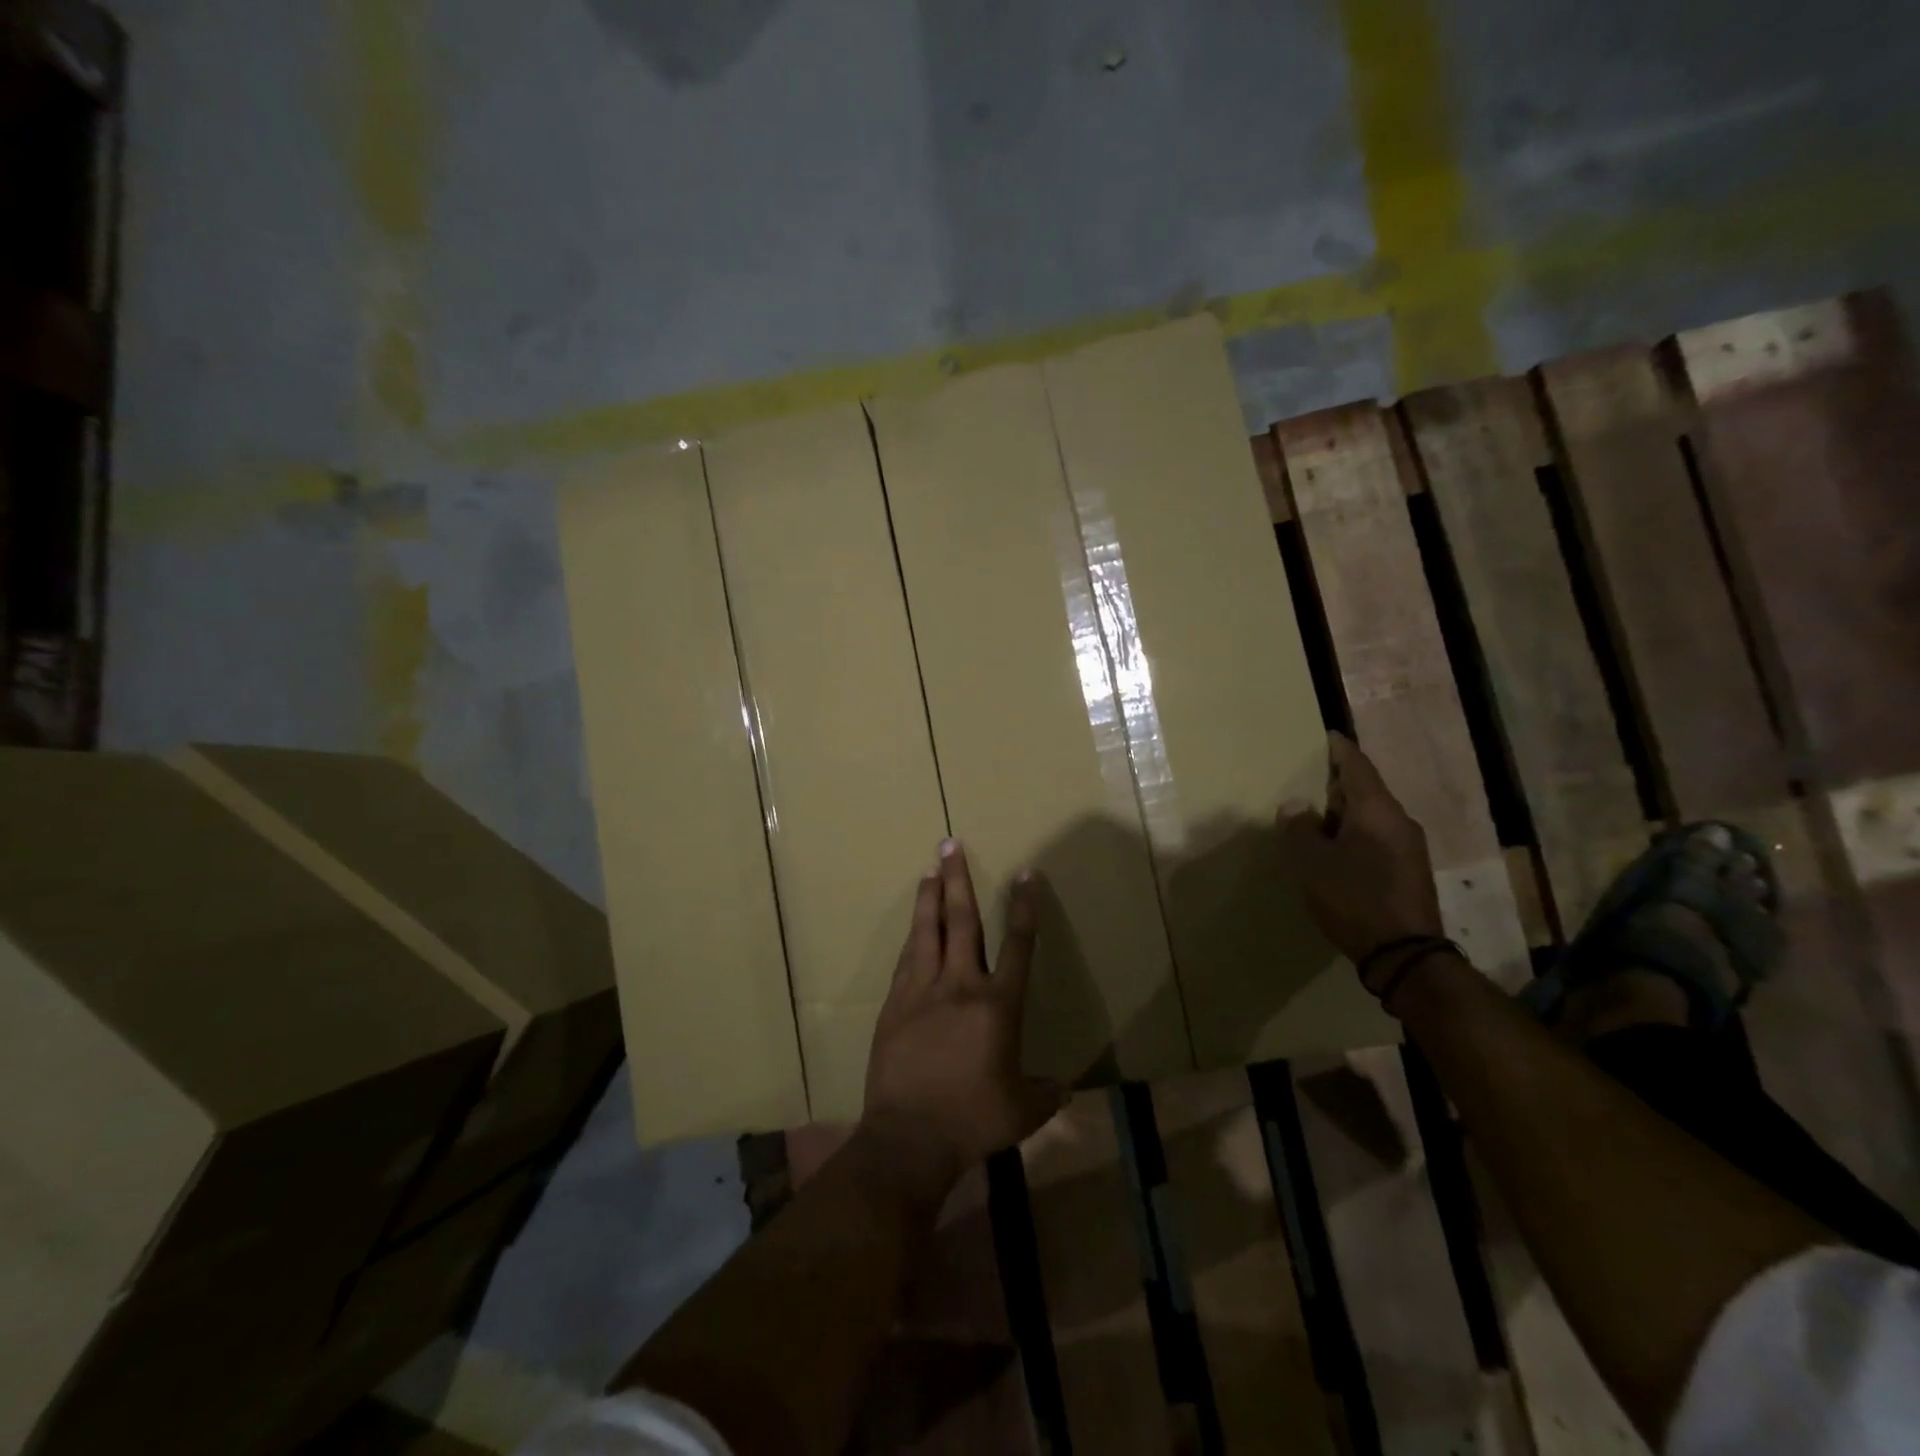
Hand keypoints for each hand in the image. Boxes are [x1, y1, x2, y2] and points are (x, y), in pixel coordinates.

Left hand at [862, 840, 1064, 1197]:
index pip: (1018, 944)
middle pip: (962, 921)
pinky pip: (907, 960)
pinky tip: (913, 927)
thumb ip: (1046, 1093)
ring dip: (929, 897)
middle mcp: (960, 985)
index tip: (1025, 873)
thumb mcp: (1023, 1111)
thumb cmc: (974, 1119)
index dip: (1023, 906)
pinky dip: (913, 937)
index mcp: (998, 1005)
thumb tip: (1065, 1089)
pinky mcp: (895, 1004)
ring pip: (926, 931)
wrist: (910, 1136)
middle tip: (950, 844)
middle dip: (959, 879)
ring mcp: (922, 991)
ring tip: (930, 869)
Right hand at [1277, 732, 1443, 983]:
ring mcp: (1409, 848)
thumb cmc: (1353, 898)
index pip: (1357, 766)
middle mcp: (1398, 821)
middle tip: (1305, 782)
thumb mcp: (1312, 862)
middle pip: (1365, 790)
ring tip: (1314, 818)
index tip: (1324, 737)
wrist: (1404, 954)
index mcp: (1376, 810)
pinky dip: (1354, 834)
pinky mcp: (1409, 871)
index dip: (1339, 750)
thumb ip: (1300, 828)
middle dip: (1336, 784)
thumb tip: (1296, 806)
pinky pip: (1377, 838)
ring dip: (1344, 813)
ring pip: (1371, 816)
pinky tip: (1334, 850)